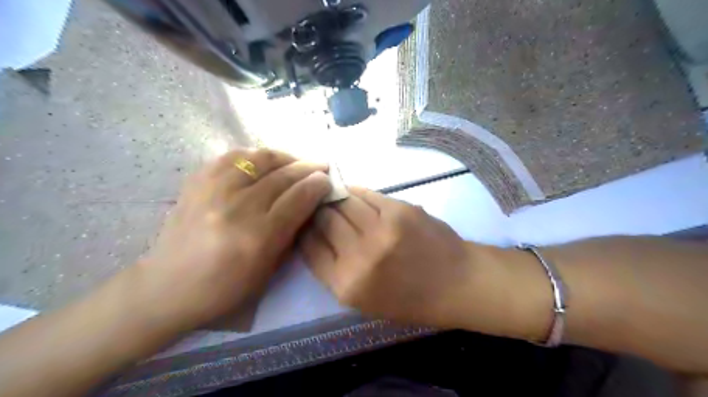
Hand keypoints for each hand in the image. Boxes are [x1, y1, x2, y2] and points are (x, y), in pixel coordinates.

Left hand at [138, 149, 331, 328]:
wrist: (168, 287)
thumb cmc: (225, 288)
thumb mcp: (268, 270)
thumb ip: (291, 232)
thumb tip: (309, 202)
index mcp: (258, 237)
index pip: (298, 198)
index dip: (317, 185)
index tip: (327, 180)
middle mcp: (237, 208)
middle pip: (282, 176)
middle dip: (307, 168)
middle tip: (320, 167)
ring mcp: (213, 190)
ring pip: (259, 159)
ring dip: (284, 157)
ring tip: (294, 162)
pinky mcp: (196, 182)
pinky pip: (232, 156)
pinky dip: (254, 155)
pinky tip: (263, 162)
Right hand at [296, 188, 475, 326]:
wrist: (457, 283)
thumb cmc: (410, 299)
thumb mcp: (363, 300)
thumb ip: (335, 270)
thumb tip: (315, 234)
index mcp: (347, 286)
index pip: (309, 247)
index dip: (304, 230)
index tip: (304, 221)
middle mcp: (359, 257)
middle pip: (324, 220)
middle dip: (317, 210)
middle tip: (318, 205)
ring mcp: (381, 230)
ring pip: (343, 202)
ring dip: (335, 198)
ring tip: (333, 195)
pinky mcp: (399, 210)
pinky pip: (366, 194)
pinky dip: (356, 192)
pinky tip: (354, 193)